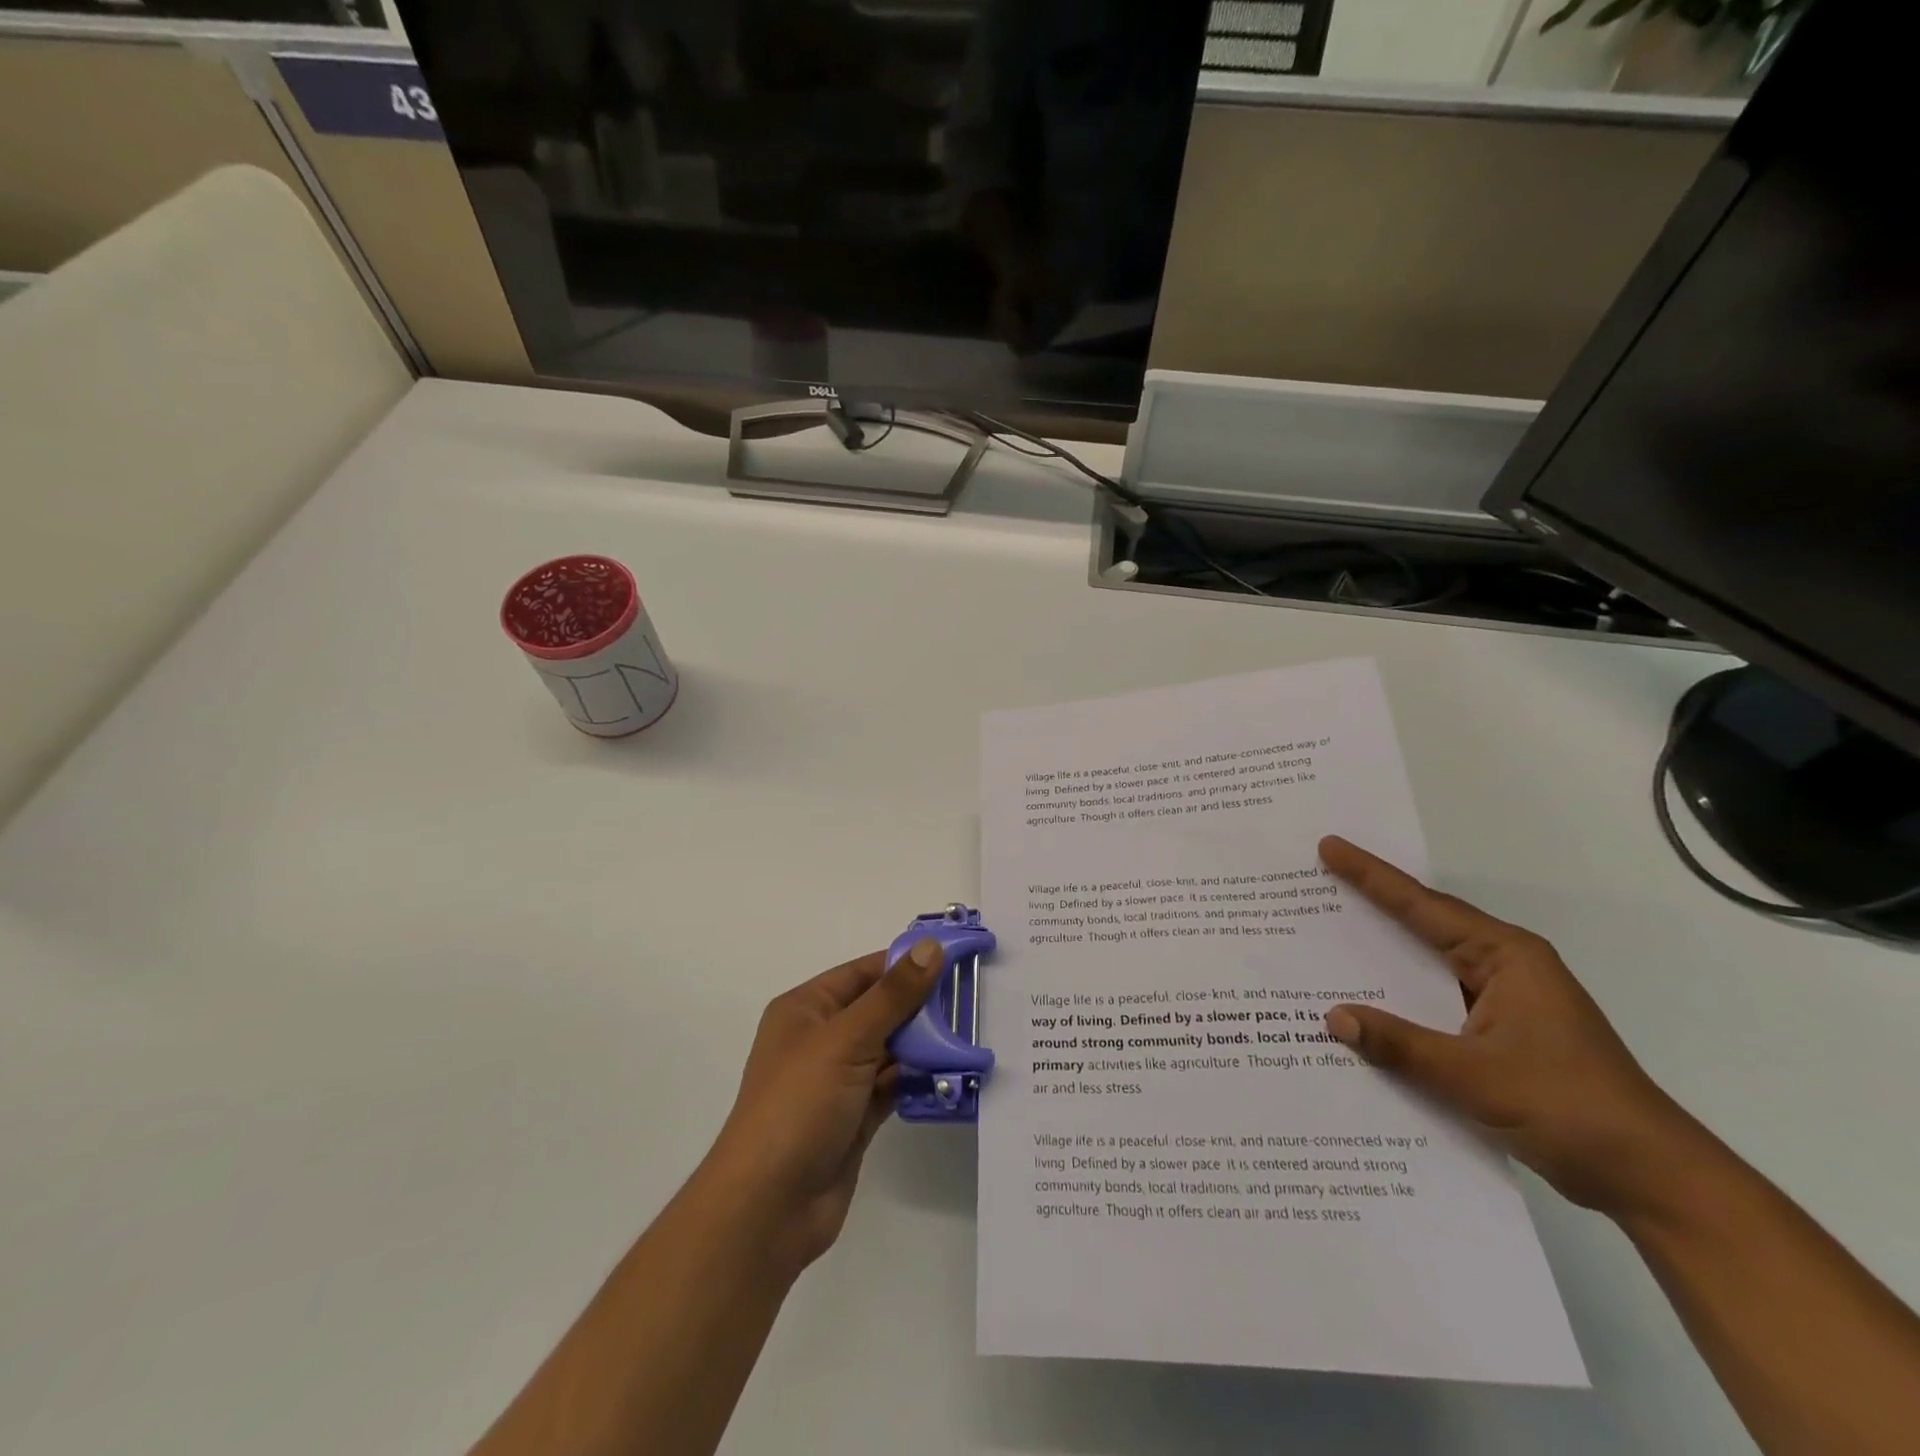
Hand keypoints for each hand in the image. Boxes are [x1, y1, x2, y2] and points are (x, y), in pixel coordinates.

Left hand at [702, 942, 945, 1276]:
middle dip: (922, 1005)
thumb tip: (930, 947)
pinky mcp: (856, 1116)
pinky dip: (919, 1078)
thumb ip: (893, 995)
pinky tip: (954, 1072)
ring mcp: (839, 1080)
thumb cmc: (799, 1105)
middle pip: (880, 1009)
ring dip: (925, 1043)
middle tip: (973, 997)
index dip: (905, 963)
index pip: (863, 973)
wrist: (769, 1207)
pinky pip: (894, 1085)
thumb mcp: (846, 1040)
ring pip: (890, 1049)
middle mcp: (822, 1039)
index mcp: (807, 1009)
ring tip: (972, 1032)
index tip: (954, 957)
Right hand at [1318, 836, 1707, 1220]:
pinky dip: (1400, 1003)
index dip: (1370, 876)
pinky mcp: (1501, 1036)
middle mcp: (1504, 969)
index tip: (1329, 847)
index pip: (1423, 906)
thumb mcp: (1475, 1076)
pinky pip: (1435, 1005)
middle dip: (1370, 905)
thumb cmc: (1571, 1109)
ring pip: (1427, 969)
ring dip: (1382, 959)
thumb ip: (1400, 1045)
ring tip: (1325, 940)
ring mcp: (1504, 1003)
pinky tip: (1364, 1011)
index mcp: (1506, 957)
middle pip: (1423, 927)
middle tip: (1317, 883)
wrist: (1654, 1181)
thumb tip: (1332, 1018)